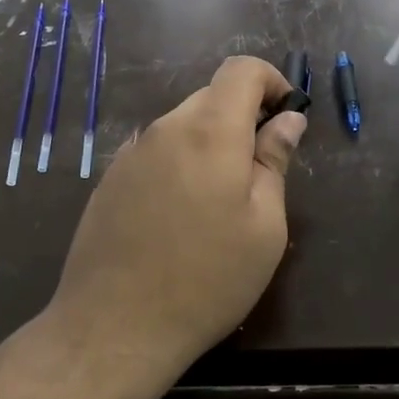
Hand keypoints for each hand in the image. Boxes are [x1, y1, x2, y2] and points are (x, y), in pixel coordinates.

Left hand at [49, 56, 307, 367]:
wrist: (113, 328)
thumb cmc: (207, 280)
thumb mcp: (264, 226)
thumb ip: (274, 161)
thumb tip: (288, 119)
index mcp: (210, 131)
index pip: (242, 70)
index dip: (272, 81)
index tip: (287, 117)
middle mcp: (165, 129)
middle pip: (212, 96)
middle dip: (244, 118)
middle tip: (261, 172)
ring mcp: (131, 153)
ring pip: (183, 125)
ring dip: (211, 143)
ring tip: (220, 203)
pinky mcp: (110, 180)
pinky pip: (157, 152)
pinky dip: (181, 163)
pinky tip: (181, 216)